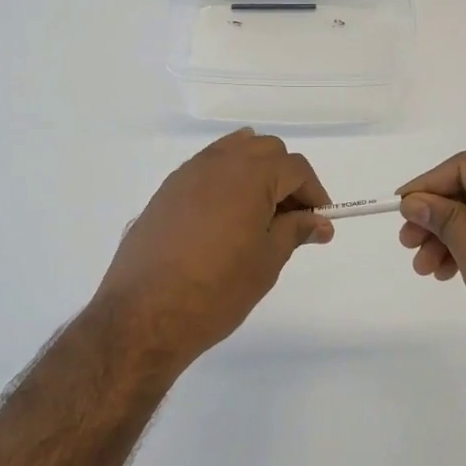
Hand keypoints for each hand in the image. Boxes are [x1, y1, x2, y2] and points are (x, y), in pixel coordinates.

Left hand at [98, 129, 333, 367]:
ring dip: (255, 173)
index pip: (295, 168)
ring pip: (233, 152)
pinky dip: (226, 180)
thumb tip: (320, 222)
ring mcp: (188, 173)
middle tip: (290, 218)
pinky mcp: (167, 190)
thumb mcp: (267, 261)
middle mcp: (219, 162)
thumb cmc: (217, 289)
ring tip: (258, 215)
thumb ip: (296, 231)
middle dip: (285, 178)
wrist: (145, 314)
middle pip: (266, 151)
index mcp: (250, 174)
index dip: (313, 193)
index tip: (318, 222)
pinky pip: (207, 168)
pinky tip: (225, 218)